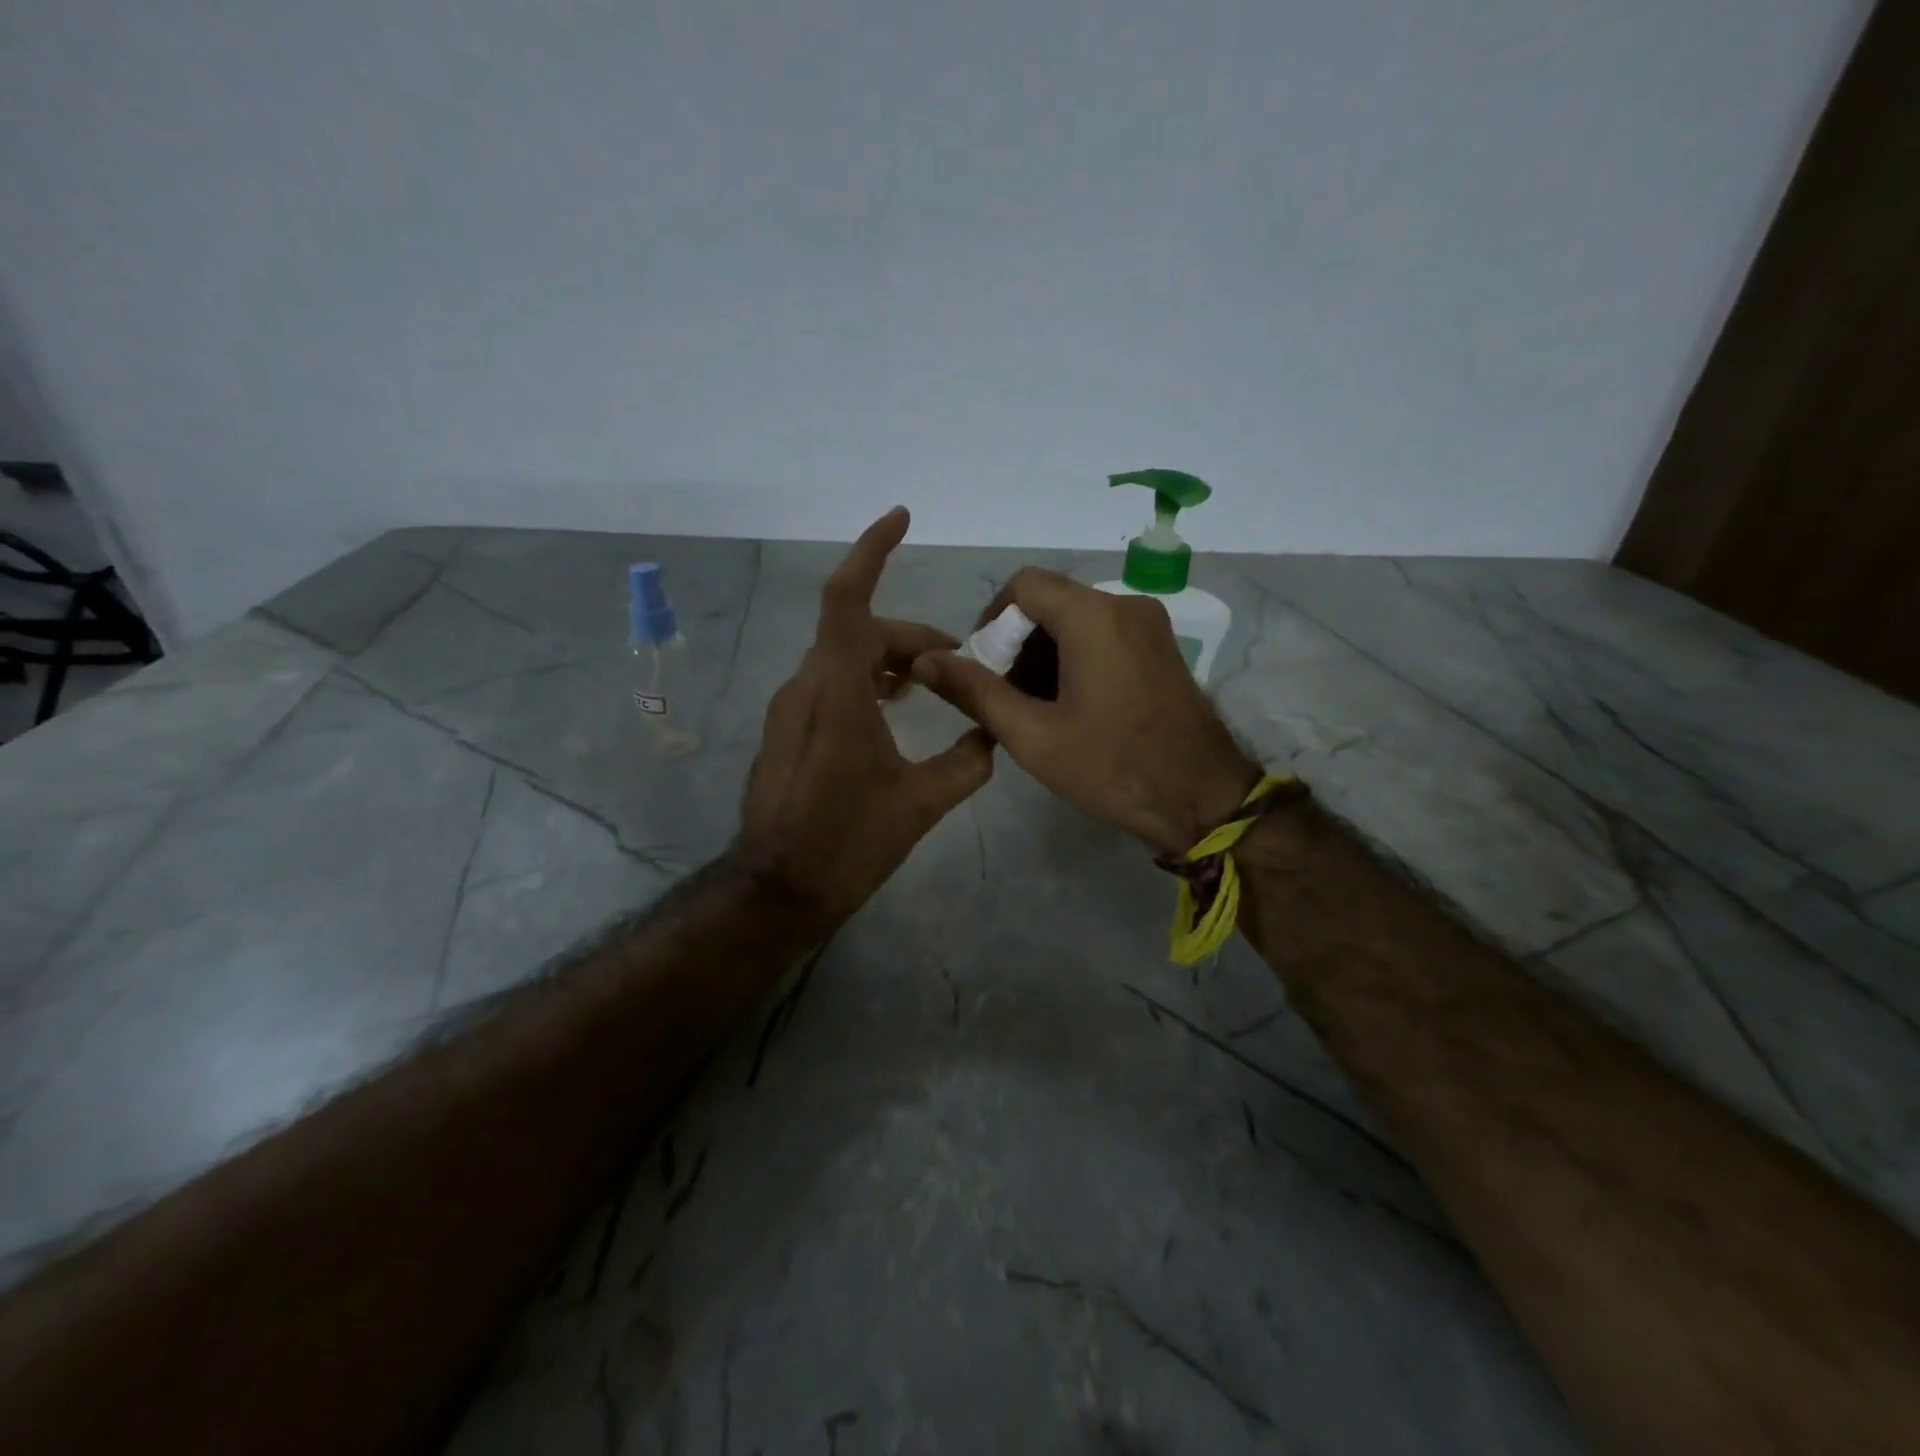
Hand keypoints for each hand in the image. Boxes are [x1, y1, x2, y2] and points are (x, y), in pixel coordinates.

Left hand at [735, 508, 994, 927]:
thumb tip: (992, 737)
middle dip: (910, 638)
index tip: (900, 518)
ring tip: (929, 686)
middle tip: (956, 666)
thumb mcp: (921, 803)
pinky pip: (828, 683)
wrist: (778, 889)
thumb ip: (966, 762)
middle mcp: (806, 686)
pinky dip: (864, 681)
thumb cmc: (849, 841)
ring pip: (843, 658)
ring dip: (888, 661)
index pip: (848, 598)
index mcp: (837, 690)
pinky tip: (891, 712)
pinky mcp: (786, 730)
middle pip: (860, 631)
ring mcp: (789, 708)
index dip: (872, 550)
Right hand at [913, 569, 1255, 856]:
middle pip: (1051, 602)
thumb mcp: (1032, 735)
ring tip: (1035, 708)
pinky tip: (1070, 706)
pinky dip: (1076, 658)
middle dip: (1018, 642)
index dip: (991, 619)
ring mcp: (1150, 626)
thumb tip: (924, 662)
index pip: (1023, 585)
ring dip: (1046, 653)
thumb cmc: (1112, 767)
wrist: (1202, 799)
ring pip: (1078, 619)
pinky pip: (1105, 635)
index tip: (981, 666)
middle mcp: (1125, 605)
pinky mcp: (1162, 648)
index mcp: (1093, 616)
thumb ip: (975, 692)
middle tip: (1005, 696)